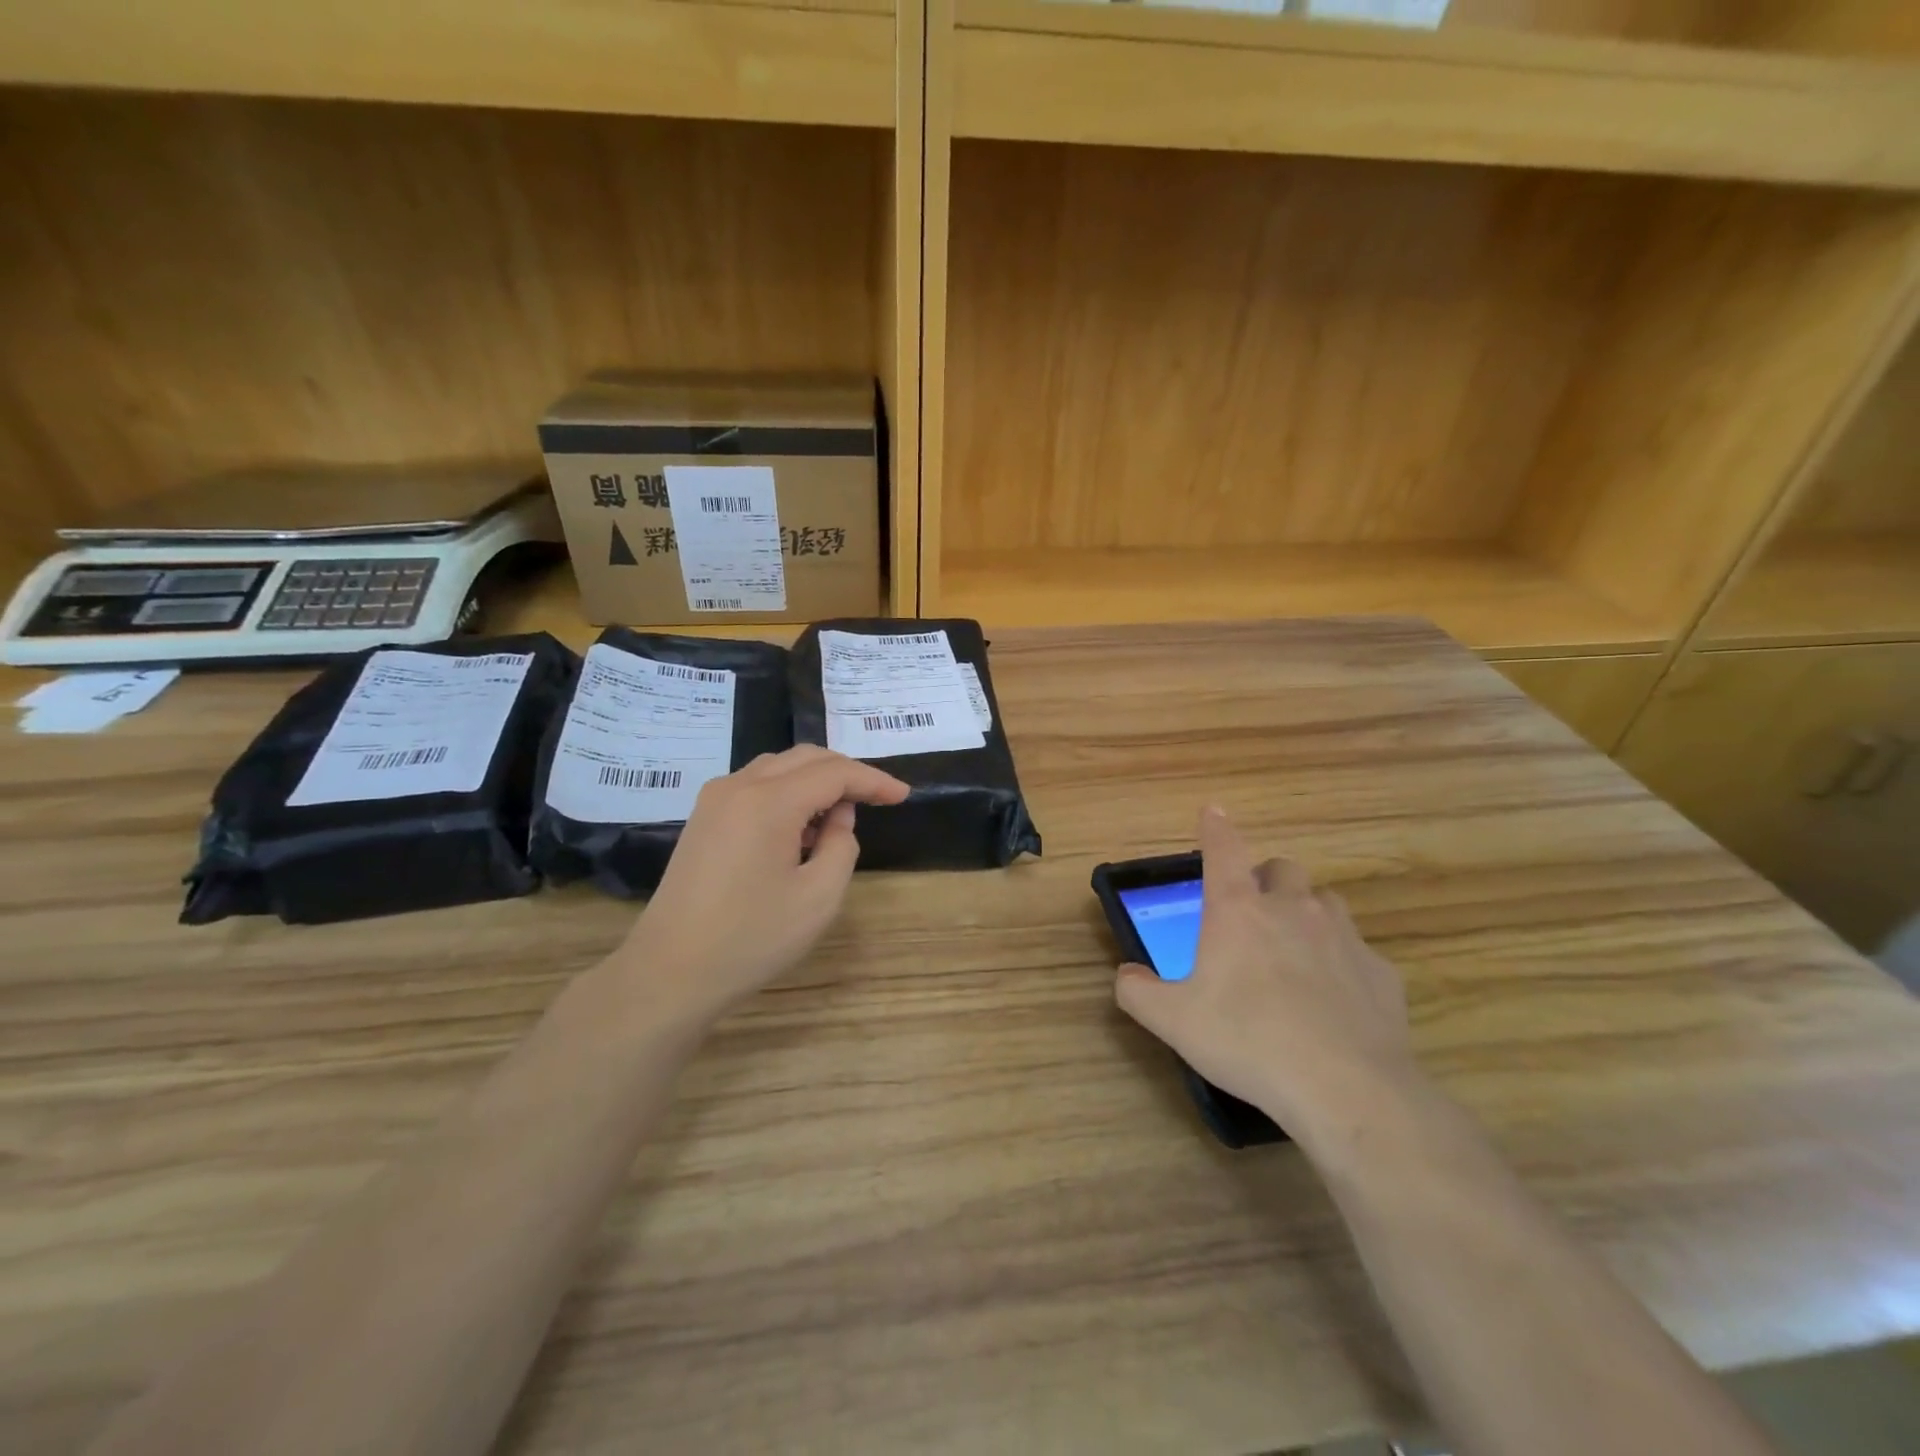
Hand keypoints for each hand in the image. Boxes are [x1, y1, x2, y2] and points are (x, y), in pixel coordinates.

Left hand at [617, 746, 908, 1023]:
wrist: (670, 972)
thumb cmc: (751, 938)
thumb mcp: (818, 897)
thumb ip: (842, 846)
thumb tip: (838, 817)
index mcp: (769, 801)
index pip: (834, 772)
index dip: (873, 780)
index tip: (902, 796)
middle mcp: (738, 786)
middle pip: (805, 758)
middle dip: (846, 773)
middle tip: (878, 799)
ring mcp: (715, 800)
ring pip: (778, 768)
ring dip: (815, 781)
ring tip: (839, 817)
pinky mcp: (703, 818)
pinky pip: (756, 786)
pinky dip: (787, 793)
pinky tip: (800, 828)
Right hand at [1114, 807, 1416, 1137]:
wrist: (1346, 1089)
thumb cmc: (1248, 1041)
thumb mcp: (1173, 1021)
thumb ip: (1138, 992)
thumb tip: (1125, 974)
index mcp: (1238, 911)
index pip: (1223, 850)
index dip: (1215, 828)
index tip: (1212, 811)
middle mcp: (1292, 910)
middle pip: (1282, 868)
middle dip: (1266, 879)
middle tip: (1252, 911)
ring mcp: (1343, 937)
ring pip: (1325, 902)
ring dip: (1306, 913)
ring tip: (1294, 949)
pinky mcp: (1381, 973)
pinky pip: (1357, 952)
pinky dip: (1342, 963)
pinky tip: (1334, 1001)